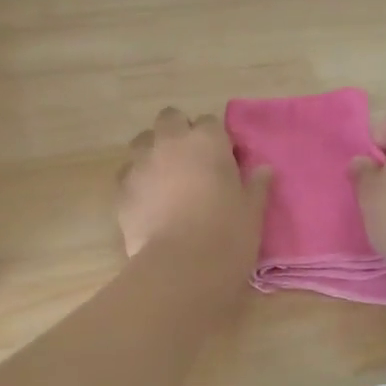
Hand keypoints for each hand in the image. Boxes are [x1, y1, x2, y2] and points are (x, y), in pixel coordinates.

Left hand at [119, 107, 271, 278]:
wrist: (181, 266)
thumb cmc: (227, 234)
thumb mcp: (252, 211)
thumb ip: (256, 185)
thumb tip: (264, 170)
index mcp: (207, 141)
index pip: (210, 122)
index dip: (216, 139)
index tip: (223, 161)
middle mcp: (170, 143)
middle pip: (170, 119)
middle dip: (178, 132)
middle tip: (190, 161)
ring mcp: (141, 164)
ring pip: (142, 142)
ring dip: (153, 152)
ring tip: (165, 178)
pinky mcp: (121, 189)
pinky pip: (127, 174)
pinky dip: (137, 181)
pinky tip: (147, 202)